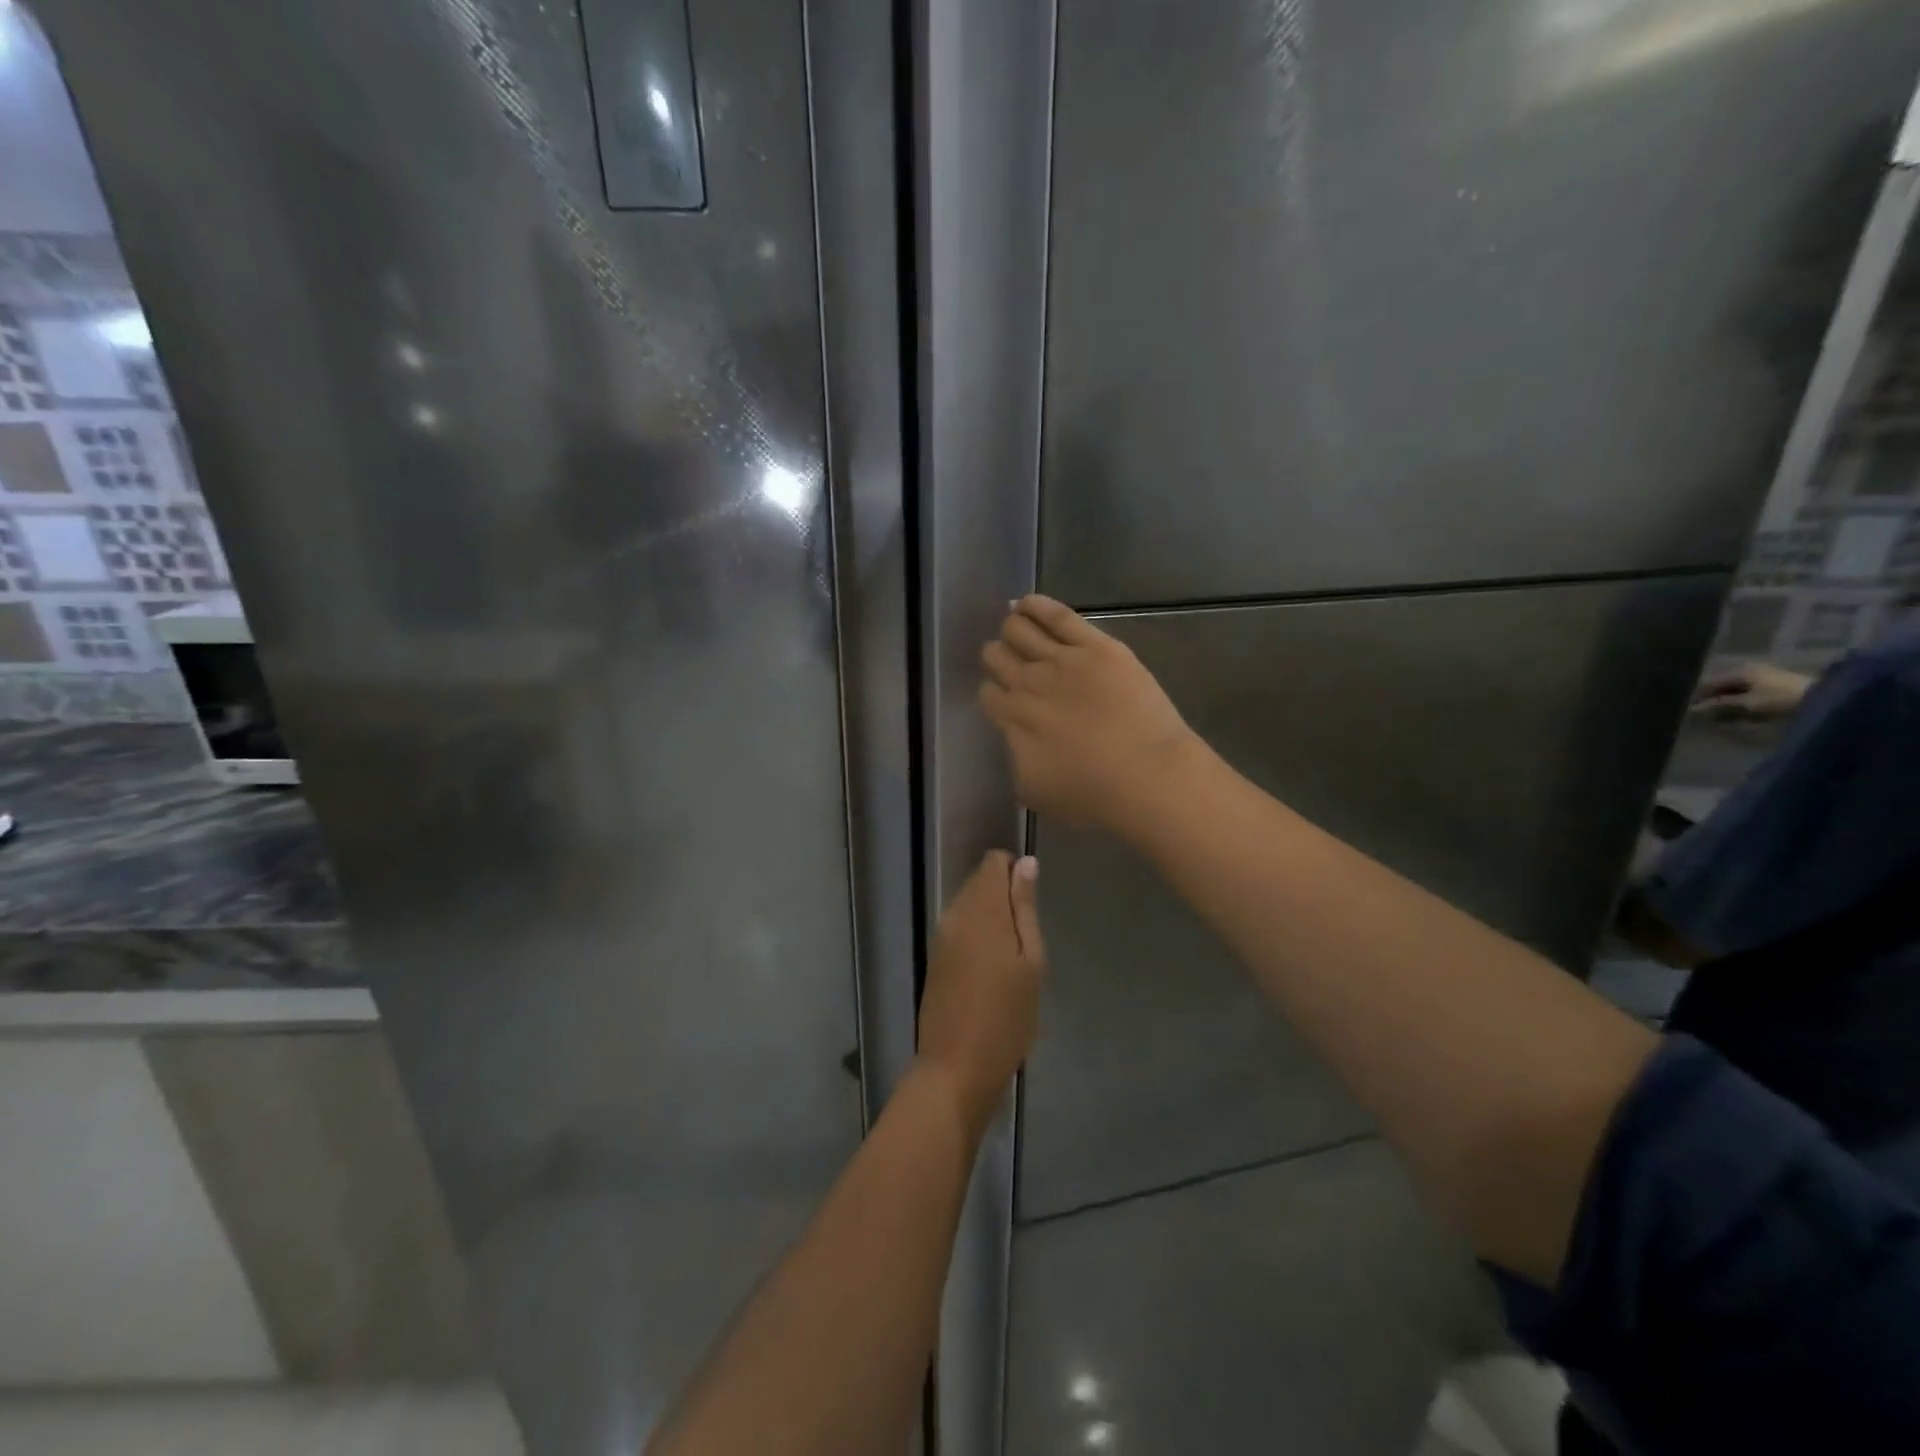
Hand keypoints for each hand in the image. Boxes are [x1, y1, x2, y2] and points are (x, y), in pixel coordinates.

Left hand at [916, 851, 1045, 1132]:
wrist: (956, 1068)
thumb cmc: (1007, 1018)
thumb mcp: (1030, 963)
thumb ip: (1024, 908)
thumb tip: (1025, 863)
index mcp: (981, 911)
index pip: (993, 862)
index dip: (1015, 872)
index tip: (1031, 906)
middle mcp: (955, 914)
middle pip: (980, 882)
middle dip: (1005, 897)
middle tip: (1026, 940)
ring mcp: (941, 936)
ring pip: (969, 904)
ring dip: (992, 917)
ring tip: (1012, 957)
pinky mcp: (935, 956)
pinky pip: (960, 926)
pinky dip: (978, 934)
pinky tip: (992, 967)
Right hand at [979, 595, 1198, 833]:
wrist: (1148, 776)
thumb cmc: (1094, 796)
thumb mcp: (1036, 793)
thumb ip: (1018, 759)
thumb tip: (1017, 739)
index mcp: (1013, 720)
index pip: (988, 694)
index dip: (993, 693)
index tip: (1002, 698)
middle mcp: (1029, 683)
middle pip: (997, 656)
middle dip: (998, 657)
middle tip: (1008, 661)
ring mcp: (1062, 660)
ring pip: (1019, 630)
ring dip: (1012, 629)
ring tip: (1014, 627)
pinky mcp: (1095, 646)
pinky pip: (1057, 616)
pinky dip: (1035, 606)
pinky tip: (1025, 603)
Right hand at [1692, 661, 1811, 720]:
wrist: (1822, 696)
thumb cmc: (1779, 698)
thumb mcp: (1747, 702)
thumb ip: (1721, 704)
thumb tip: (1696, 708)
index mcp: (1739, 670)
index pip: (1710, 682)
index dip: (1699, 695)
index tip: (1690, 708)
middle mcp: (1748, 668)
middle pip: (1723, 683)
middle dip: (1712, 697)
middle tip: (1703, 710)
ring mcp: (1763, 674)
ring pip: (1735, 687)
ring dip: (1726, 698)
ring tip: (1718, 710)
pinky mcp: (1773, 681)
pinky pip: (1747, 689)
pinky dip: (1739, 697)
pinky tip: (1736, 706)